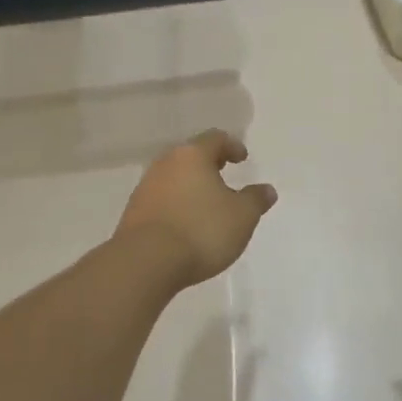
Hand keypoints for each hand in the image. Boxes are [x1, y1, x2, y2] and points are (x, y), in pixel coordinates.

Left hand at [116, 131, 277, 288]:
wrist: (145, 262)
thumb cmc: (201, 230)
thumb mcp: (241, 217)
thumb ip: (255, 200)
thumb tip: (267, 190)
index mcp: (193, 155)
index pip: (215, 138)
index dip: (232, 146)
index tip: (242, 158)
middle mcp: (166, 163)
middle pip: (191, 155)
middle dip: (208, 162)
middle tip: (223, 172)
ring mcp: (146, 186)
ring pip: (174, 176)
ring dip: (190, 184)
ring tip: (205, 201)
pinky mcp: (134, 211)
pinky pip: (161, 198)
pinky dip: (176, 202)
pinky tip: (185, 221)